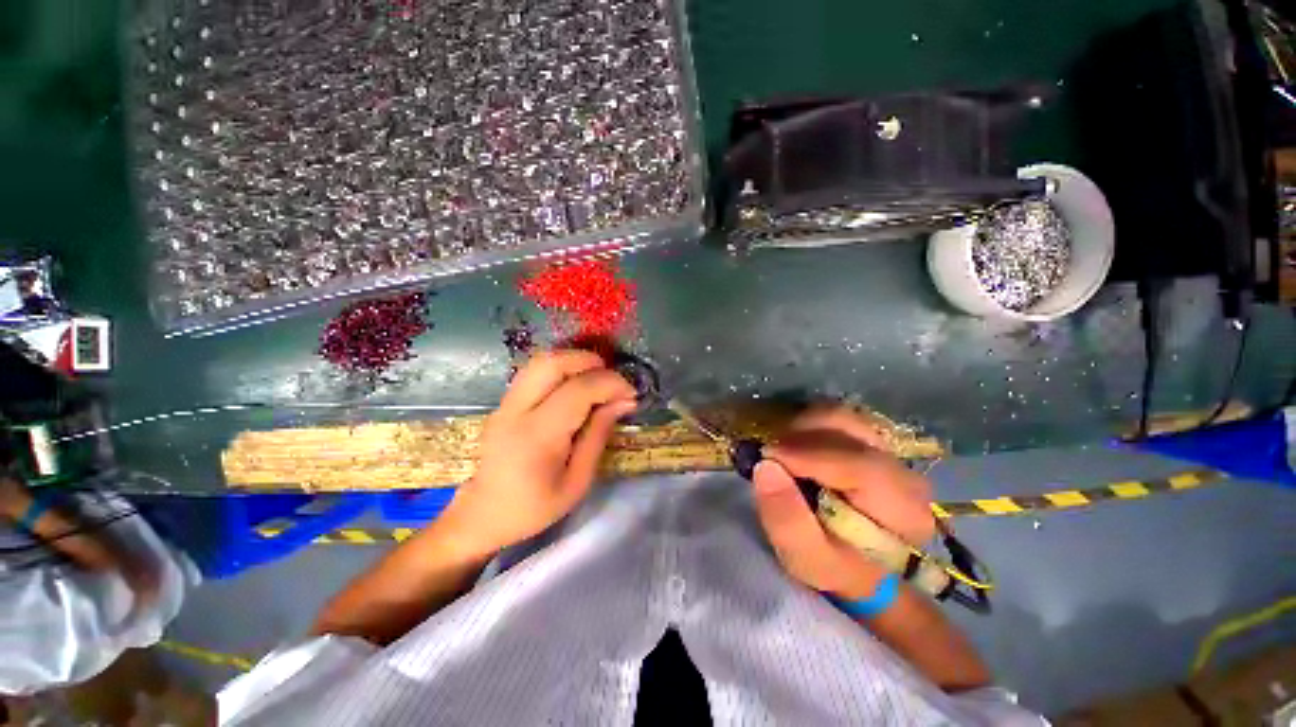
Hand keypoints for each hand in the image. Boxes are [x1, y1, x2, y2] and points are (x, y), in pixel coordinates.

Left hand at [440, 349, 636, 555]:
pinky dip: (561, 369)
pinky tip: (576, 385)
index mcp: (537, 436)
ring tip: (597, 379)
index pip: (578, 390)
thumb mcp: (577, 481)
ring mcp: (505, 403)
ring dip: (574, 361)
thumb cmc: (534, 507)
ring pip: (541, 361)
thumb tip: (624, 401)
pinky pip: (535, 372)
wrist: (482, 515)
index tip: (631, 394)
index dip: (610, 383)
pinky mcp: (504, 402)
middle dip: (589, 361)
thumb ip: (599, 435)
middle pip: (552, 363)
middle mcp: (516, 410)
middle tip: (612, 379)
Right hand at [751, 405, 936, 598]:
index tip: (767, 457)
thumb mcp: (805, 557)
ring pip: (840, 416)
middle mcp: (904, 471)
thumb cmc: (834, 565)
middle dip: (800, 436)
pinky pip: (836, 417)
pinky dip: (808, 425)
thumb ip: (786, 519)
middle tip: (770, 455)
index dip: (808, 456)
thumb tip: (765, 466)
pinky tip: (796, 447)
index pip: (858, 465)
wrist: (857, 565)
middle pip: (849, 429)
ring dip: (802, 428)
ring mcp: (889, 451)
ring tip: (782, 452)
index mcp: (901, 509)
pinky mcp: (873, 441)